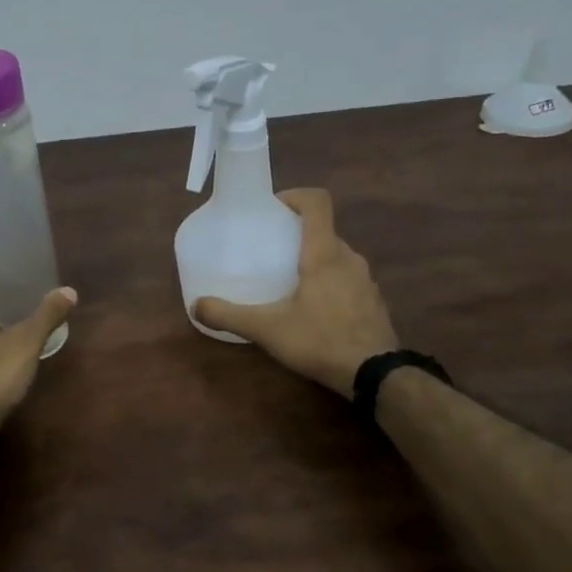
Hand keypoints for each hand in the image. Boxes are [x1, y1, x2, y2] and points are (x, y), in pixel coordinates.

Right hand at [193, 188, 398, 396]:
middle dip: (298, 235)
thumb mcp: (267, 329)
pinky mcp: (373, 302)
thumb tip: (196, 306)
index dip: (295, 196)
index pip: (317, 202)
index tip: (273, 209)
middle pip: (324, 231)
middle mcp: (349, 258)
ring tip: (289, 282)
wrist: (375, 375)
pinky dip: (330, 284)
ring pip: (337, 257)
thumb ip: (230, 315)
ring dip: (315, 260)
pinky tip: (314, 311)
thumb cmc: (320, 340)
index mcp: (324, 253)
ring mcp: (366, 280)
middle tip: (271, 251)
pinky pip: (348, 280)